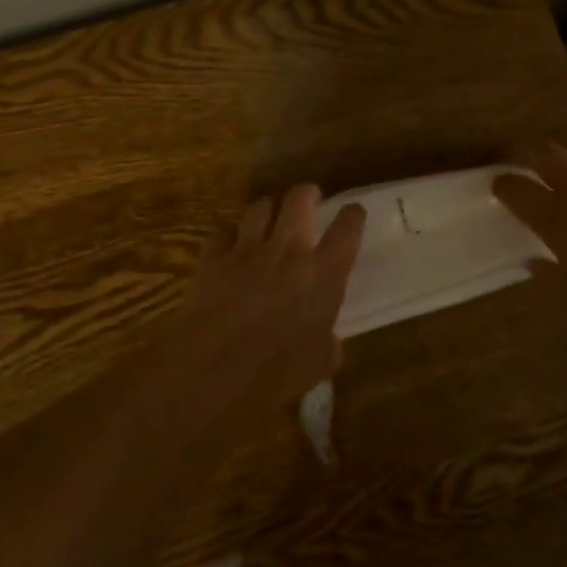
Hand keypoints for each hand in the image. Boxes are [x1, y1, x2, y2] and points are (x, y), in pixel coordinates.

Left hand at [144, 184, 365, 413]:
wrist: (215, 368)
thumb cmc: (276, 373)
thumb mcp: (319, 363)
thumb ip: (327, 342)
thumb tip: (326, 339)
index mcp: (323, 275)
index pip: (347, 229)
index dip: (353, 215)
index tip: (353, 213)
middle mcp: (288, 250)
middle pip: (299, 198)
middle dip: (306, 193)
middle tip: (309, 199)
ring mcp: (247, 249)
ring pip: (260, 206)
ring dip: (268, 208)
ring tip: (270, 215)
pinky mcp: (213, 256)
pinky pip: (223, 230)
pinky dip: (230, 234)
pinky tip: (230, 244)